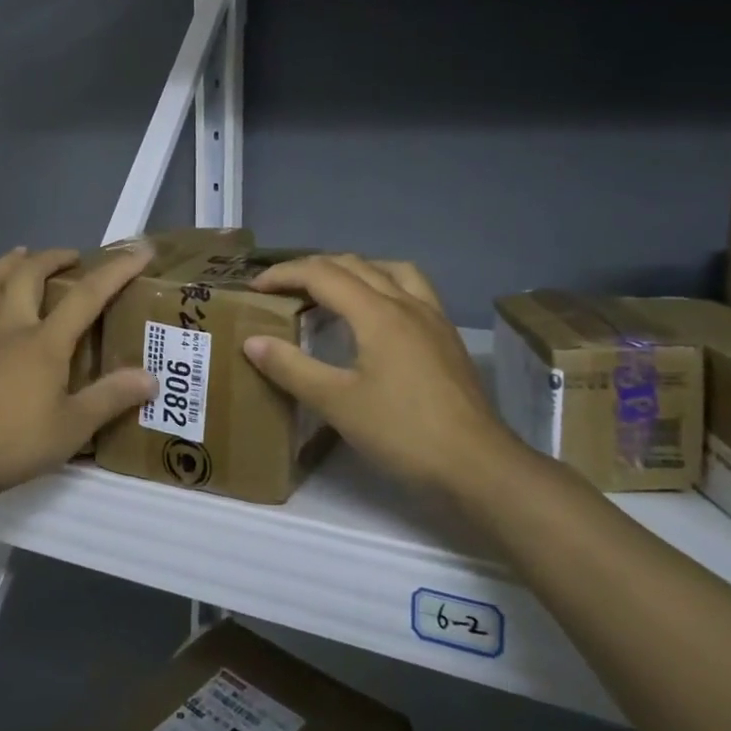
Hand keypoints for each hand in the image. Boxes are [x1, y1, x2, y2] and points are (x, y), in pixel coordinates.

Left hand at [0, 245, 157, 513]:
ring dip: (8, 263)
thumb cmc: (14, 442)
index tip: (140, 251)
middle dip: (53, 258)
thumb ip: (111, 398)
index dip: (116, 270)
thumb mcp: (73, 427)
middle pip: (28, 275)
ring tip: (22, 255)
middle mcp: (11, 329)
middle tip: (71, 257)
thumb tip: (151, 378)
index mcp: (44, 342)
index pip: (87, 296)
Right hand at [242, 255, 517, 500]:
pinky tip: (375, 318)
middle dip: (312, 269)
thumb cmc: (403, 432)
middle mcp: (407, 303)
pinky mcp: (447, 337)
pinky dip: (382, 286)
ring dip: (353, 270)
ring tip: (330, 291)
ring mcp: (433, 318)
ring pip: (389, 270)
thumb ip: (291, 367)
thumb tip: (252, 341)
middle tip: (283, 289)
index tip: (255, 288)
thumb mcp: (336, 403)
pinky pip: (411, 290)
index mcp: (377, 313)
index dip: (284, 274)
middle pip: (354, 264)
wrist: (478, 465)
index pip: (322, 274)